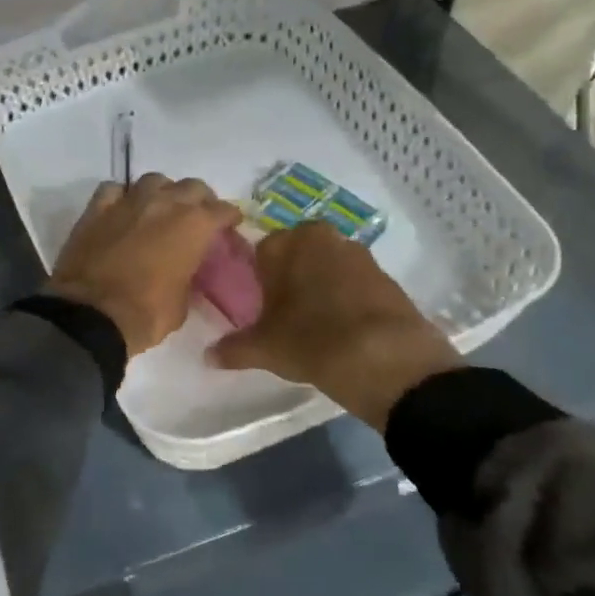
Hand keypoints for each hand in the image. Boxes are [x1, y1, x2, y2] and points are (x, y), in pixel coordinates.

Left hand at [47, 175, 242, 356]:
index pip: (222, 210)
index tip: (230, 226)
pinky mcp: (96, 209)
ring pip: (154, 180)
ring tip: (161, 209)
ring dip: (162, 192)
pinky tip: (122, 209)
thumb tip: (184, 272)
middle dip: (200, 200)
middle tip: (198, 216)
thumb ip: (189, 277)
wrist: (91, 316)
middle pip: (192, 186)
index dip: (229, 218)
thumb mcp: (183, 303)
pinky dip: (122, 196)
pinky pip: (114, 190)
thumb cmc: (146, 315)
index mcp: (194, 226)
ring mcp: (128, 202)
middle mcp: (164, 203)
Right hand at [210, 222, 460, 430]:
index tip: (262, 308)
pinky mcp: (387, 276)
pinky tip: (345, 328)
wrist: (387, 358)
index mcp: (287, 242)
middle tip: (286, 315)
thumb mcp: (265, 348)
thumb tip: (208, 356)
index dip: (259, 280)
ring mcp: (359, 253)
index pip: (261, 252)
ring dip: (321, 286)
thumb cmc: (311, 340)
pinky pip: (356, 283)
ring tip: (316, 324)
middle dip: (291, 278)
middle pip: (297, 255)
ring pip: (328, 266)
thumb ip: (234, 348)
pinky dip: (348, 298)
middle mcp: (323, 237)